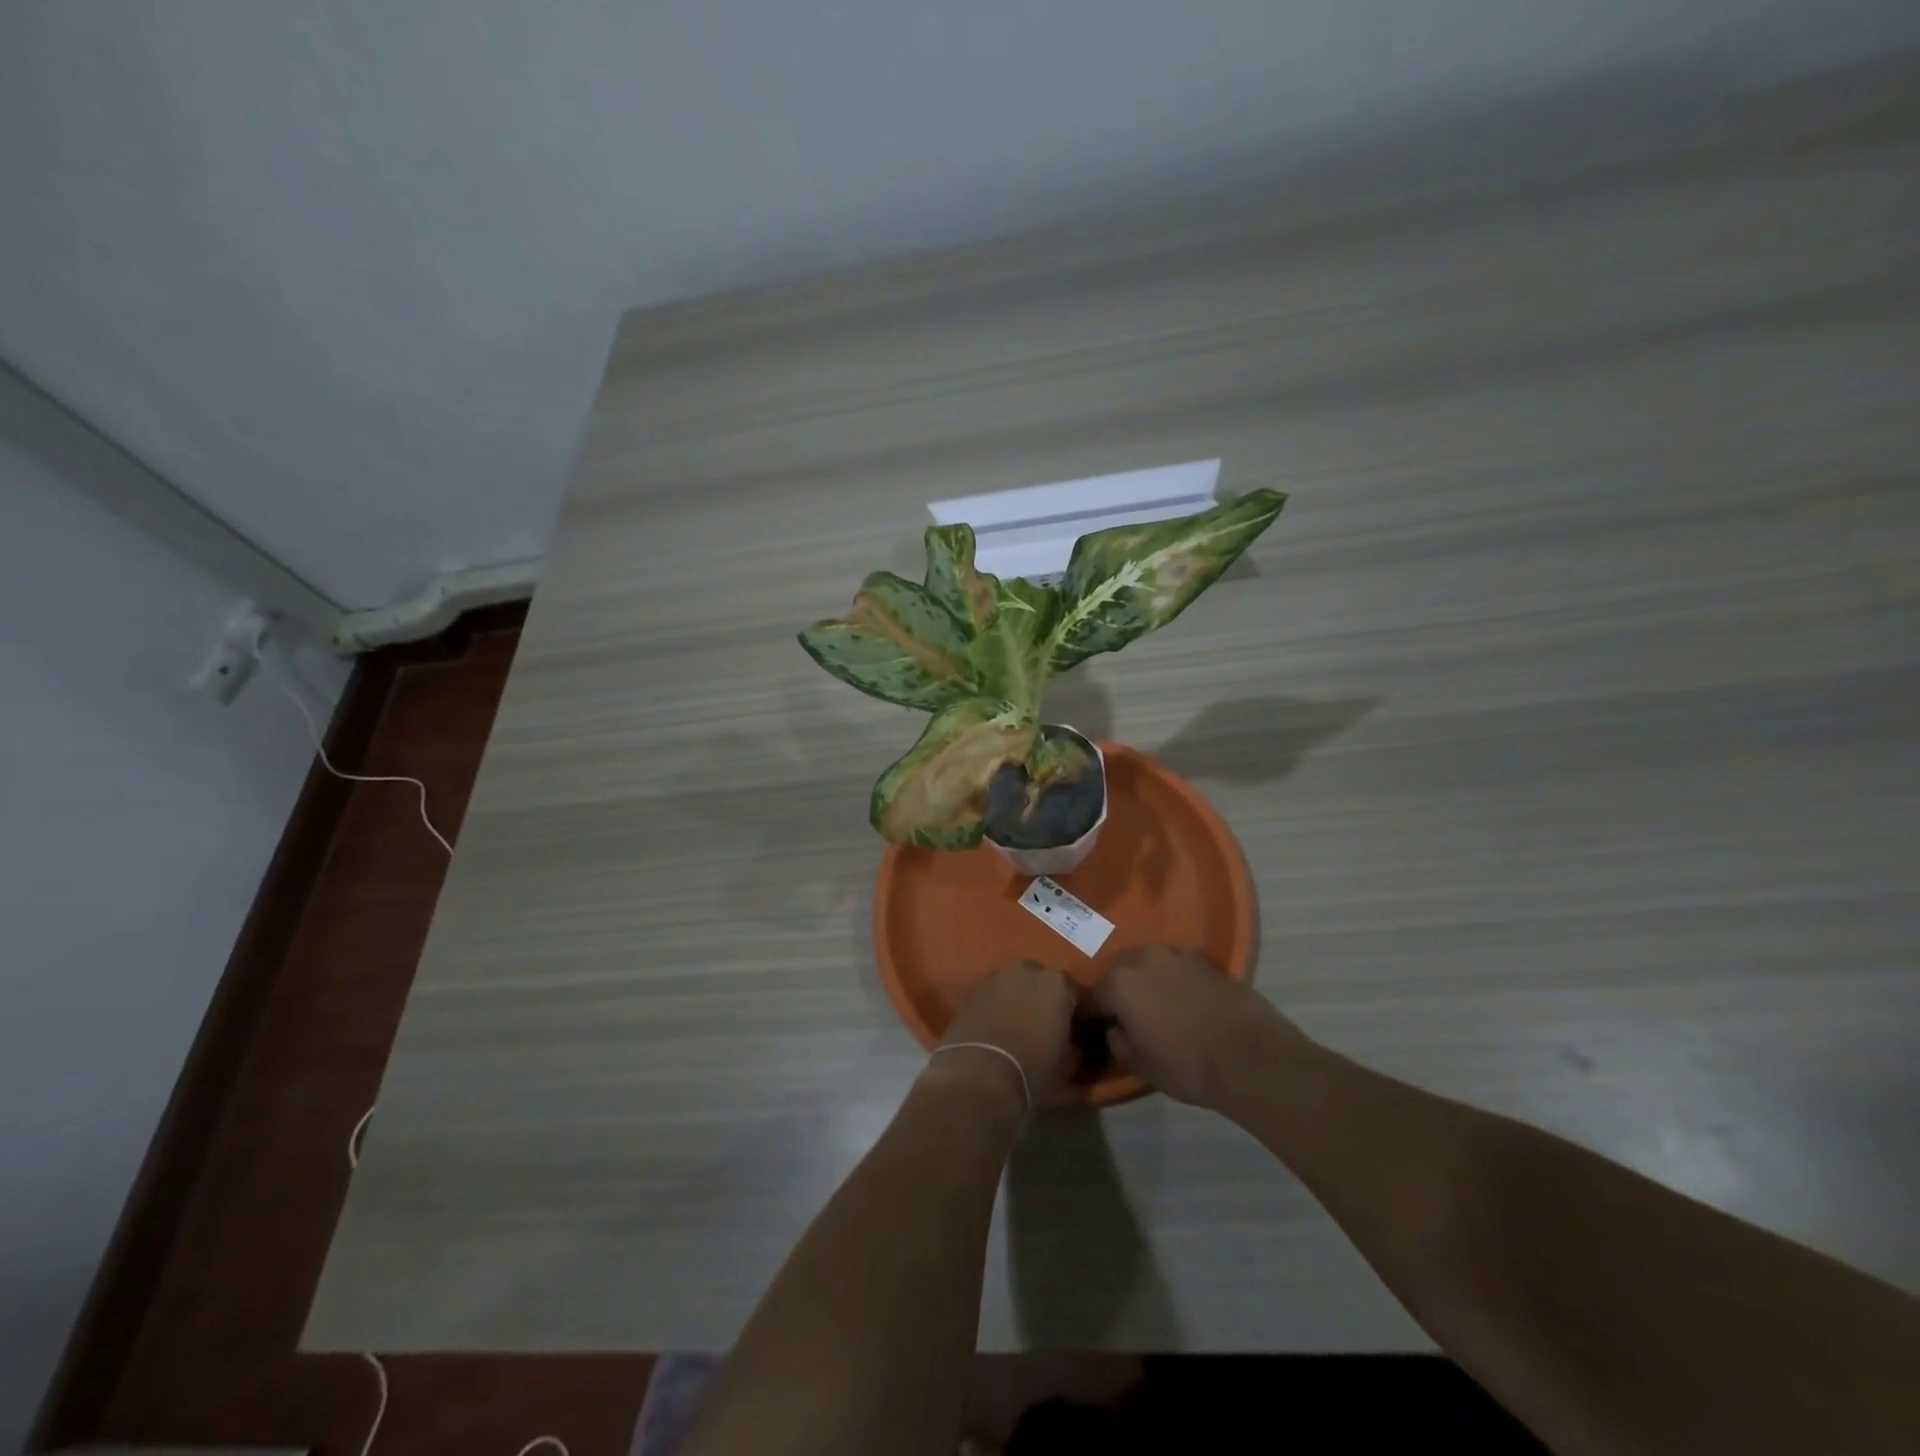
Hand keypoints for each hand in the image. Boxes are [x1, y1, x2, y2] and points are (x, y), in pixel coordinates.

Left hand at [935, 960, 1077, 1109]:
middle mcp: (1028, 970)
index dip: (1075, 1013)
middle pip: (1041, 982)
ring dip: (1018, 1000)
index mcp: (1058, 983)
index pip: (1075, 993)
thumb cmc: (1033, 1069)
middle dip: (1044, 1000)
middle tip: (1045, 1026)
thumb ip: (1074, 1046)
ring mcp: (996, 976)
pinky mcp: (972, 990)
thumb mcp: (1067, 1065)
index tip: (1074, 1030)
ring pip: (1014, 985)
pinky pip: (993, 995)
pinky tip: (996, 1027)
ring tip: (1018, 1027)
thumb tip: (1072, 1045)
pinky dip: (996, 1006)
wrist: (979, 1075)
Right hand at [1090, 946, 1311, 1110]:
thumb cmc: (1186, 1064)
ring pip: (1150, 961)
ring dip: (1148, 978)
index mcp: (1119, 982)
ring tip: (1159, 1004)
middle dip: (1121, 987)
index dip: (1099, 1011)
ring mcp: (1176, 954)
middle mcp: (1143, 958)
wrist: (1249, 1055)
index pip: (1096, 993)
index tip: (1105, 1026)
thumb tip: (1116, 1030)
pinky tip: (1186, 999)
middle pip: (1121, 968)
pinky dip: (1175, 977)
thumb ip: (1119, 1043)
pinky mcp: (1205, 959)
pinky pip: (1178, 965)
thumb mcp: (1142, 1066)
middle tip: (1131, 1014)